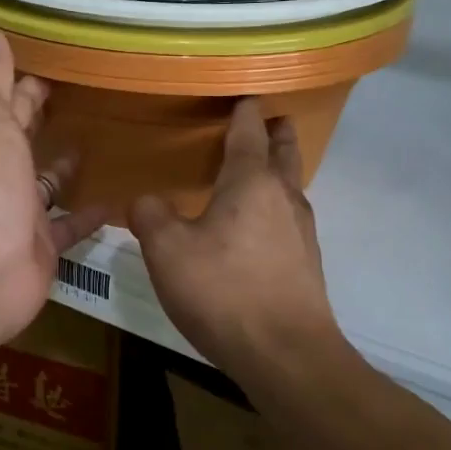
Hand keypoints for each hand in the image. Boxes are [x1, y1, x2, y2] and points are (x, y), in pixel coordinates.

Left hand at [0, 29, 103, 350]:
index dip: (30, 82)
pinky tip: (121, 198)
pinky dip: (91, 214)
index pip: (10, 102)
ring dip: (68, 167)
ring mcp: (21, 212)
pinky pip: (71, 225)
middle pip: (27, 141)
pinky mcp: (45, 246)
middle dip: (48, 121)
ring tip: (111, 142)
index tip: (65, 61)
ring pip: (48, 184)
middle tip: (95, 97)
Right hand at [130, 100, 342, 376]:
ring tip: (258, 170)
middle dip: (277, 133)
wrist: (285, 354)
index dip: (245, 111)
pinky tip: (257, 226)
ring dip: (279, 170)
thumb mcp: (167, 251)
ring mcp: (302, 231)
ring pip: (291, 186)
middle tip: (270, 120)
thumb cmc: (223, 290)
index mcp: (250, 181)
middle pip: (285, 152)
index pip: (249, 131)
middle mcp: (283, 197)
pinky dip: (275, 206)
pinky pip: (289, 218)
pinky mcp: (306, 263)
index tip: (243, 95)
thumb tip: (144, 200)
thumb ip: (150, 216)